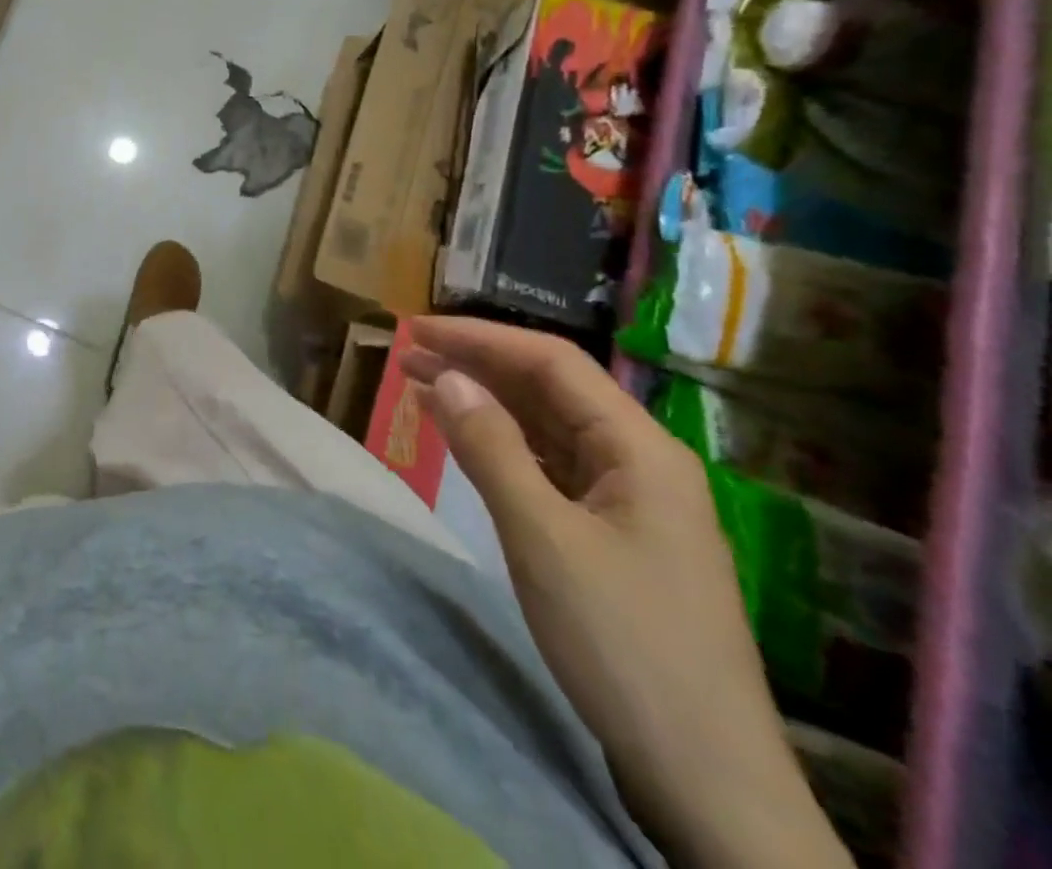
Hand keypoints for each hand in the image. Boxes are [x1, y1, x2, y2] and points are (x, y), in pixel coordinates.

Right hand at [401, 317, 850, 868]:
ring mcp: (628, 500)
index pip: (552, 362)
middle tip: (406, 354)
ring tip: (419, 384)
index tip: (416, 329)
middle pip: (549, 390)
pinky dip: (499, 445)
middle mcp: (639, 461)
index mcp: (639, 449)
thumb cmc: (623, 644)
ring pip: (546, 427)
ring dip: (484, 402)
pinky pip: (547, 467)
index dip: (480, 338)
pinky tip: (460, 438)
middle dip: (477, 365)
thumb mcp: (542, 537)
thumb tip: (445, 375)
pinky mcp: (611, 535)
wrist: (704, 779)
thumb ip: (491, 447)